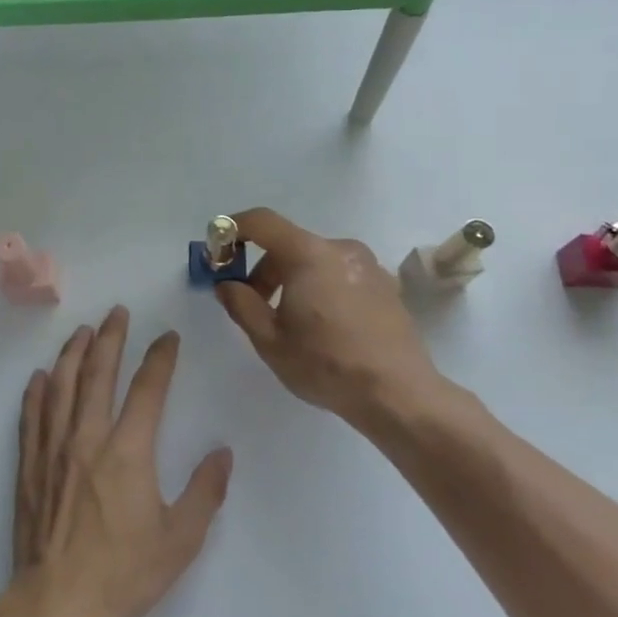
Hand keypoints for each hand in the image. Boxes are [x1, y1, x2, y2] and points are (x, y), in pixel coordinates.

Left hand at [13, 307, 232, 616]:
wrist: (58, 604)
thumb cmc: (123, 574)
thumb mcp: (180, 540)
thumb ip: (205, 492)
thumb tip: (222, 453)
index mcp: (128, 451)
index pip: (147, 389)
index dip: (160, 358)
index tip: (167, 337)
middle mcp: (88, 437)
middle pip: (98, 374)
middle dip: (111, 338)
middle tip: (117, 312)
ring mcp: (53, 448)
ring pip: (61, 386)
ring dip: (73, 354)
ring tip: (82, 332)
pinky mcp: (30, 465)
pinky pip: (32, 416)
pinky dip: (36, 391)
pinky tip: (39, 377)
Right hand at [215, 207, 447, 430]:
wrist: (399, 395)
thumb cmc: (326, 364)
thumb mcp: (269, 340)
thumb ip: (240, 304)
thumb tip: (226, 284)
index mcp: (308, 254)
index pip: (261, 221)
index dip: (233, 230)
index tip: (218, 253)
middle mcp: (340, 248)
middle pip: (288, 244)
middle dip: (263, 269)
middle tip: (252, 304)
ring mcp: (368, 265)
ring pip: (315, 260)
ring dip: (292, 280)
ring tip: (289, 322)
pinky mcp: (385, 285)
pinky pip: (339, 274)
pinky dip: (320, 288)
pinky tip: (322, 327)